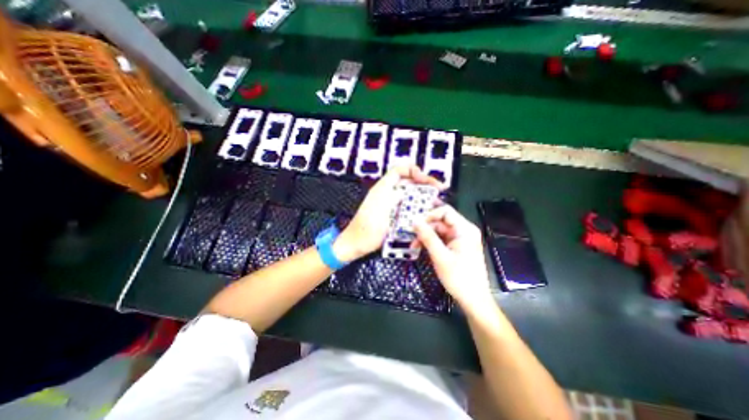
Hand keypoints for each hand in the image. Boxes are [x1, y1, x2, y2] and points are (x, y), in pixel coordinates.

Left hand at [336, 165, 443, 259]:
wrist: (357, 243)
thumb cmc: (367, 227)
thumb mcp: (380, 208)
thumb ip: (394, 195)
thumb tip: (409, 186)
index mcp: (383, 188)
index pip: (400, 170)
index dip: (415, 171)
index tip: (427, 181)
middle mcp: (388, 193)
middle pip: (409, 182)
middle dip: (424, 183)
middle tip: (439, 191)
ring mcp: (391, 204)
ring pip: (410, 195)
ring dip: (424, 196)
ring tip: (436, 202)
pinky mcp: (393, 215)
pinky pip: (408, 207)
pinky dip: (418, 207)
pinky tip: (426, 212)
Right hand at [415, 205, 492, 306]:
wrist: (473, 299)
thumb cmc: (458, 277)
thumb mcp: (440, 256)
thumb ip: (427, 237)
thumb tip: (414, 220)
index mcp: (464, 229)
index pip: (445, 212)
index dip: (429, 215)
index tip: (416, 225)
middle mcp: (464, 231)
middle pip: (441, 221)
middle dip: (425, 228)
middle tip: (411, 237)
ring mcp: (460, 239)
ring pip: (439, 231)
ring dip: (426, 237)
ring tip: (414, 246)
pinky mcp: (457, 247)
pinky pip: (442, 239)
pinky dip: (431, 243)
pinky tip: (421, 249)